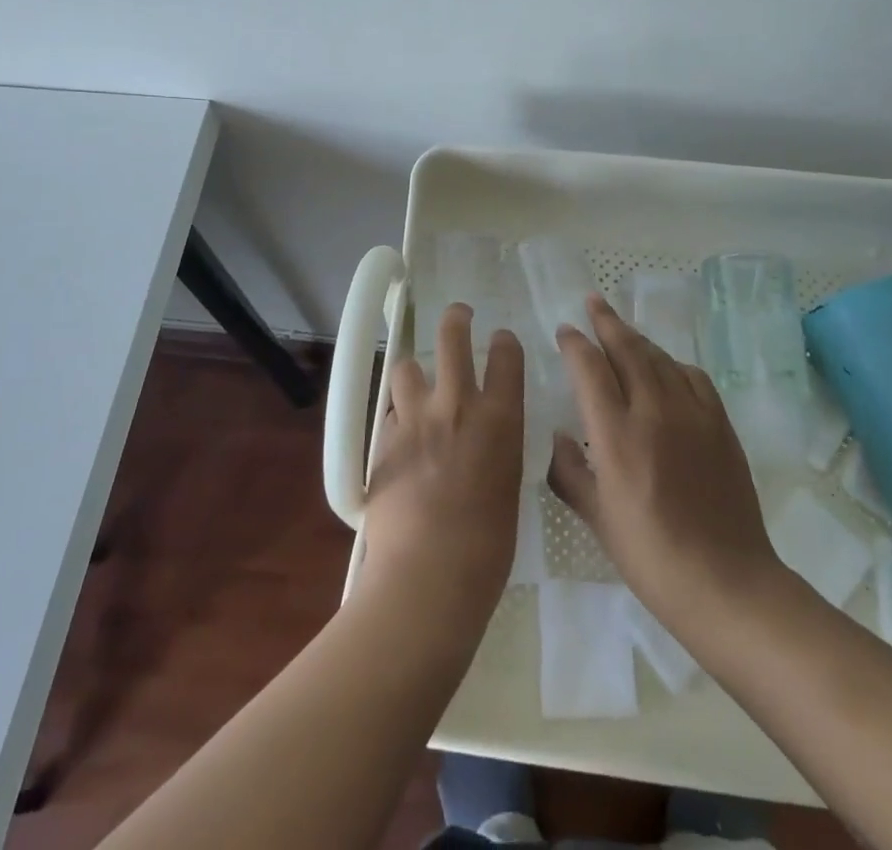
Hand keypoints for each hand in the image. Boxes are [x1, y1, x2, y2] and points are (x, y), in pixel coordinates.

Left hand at [359, 303, 523, 634]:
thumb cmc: (486, 548)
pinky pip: (389, 411)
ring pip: (407, 367)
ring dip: (414, 372)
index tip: (500, 339)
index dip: (503, 342)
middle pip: (452, 337)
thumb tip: (487, 439)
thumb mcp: (507, 486)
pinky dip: (396, 415)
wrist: (427, 576)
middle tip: (458, 315)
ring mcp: (416, 418)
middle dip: (455, 319)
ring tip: (416, 383)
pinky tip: (399, 433)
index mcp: (500, 419)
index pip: (506, 355)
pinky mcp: (383, 439)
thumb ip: (497, 450)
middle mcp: (457, 405)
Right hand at [547, 294, 780, 637]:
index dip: (575, 343)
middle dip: (606, 321)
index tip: (565, 331)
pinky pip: (693, 377)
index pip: (589, 368)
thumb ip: (569, 472)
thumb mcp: (597, 519)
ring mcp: (692, 414)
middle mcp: (653, 410)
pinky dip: (672, 364)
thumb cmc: (651, 556)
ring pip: (659, 357)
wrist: (727, 583)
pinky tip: (666, 369)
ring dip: (637, 339)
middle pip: (626, 349)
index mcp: (615, 434)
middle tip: (592, 302)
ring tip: (622, 330)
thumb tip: (556, 437)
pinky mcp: (720, 424)